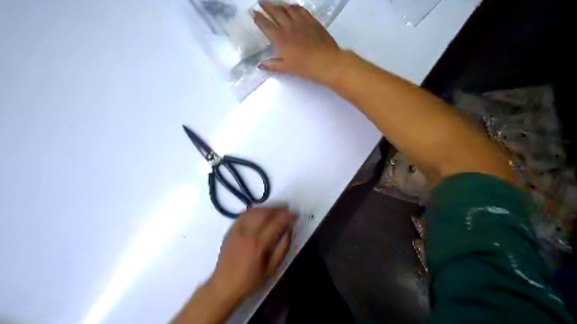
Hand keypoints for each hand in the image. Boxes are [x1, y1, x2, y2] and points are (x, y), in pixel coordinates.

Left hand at [207, 207, 292, 303]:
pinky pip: (243, 215)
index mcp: (258, 244)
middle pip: (264, 214)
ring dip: (266, 208)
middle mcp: (247, 233)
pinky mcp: (230, 230)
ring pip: (254, 211)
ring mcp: (237, 230)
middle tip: (287, 209)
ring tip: (275, 209)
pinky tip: (260, 212)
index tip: (294, 214)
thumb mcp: (271, 270)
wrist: (223, 286)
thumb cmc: (250, 281)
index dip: (287, 217)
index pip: (276, 224)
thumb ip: (282, 249)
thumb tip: (289, 230)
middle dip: (277, 209)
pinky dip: (254, 210)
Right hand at [253, 2, 341, 83]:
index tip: (254, 13)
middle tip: (261, 2)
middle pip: (275, 12)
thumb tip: (260, 65)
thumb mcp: (287, 69)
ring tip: (276, 4)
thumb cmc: (305, 68)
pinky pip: (301, 10)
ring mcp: (301, 22)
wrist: (326, 62)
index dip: (258, 18)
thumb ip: (272, 65)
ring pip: (288, 8)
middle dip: (266, 6)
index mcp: (280, 39)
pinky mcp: (312, 21)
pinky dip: (294, 7)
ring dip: (280, 5)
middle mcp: (289, 27)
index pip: (266, 25)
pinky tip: (293, 7)